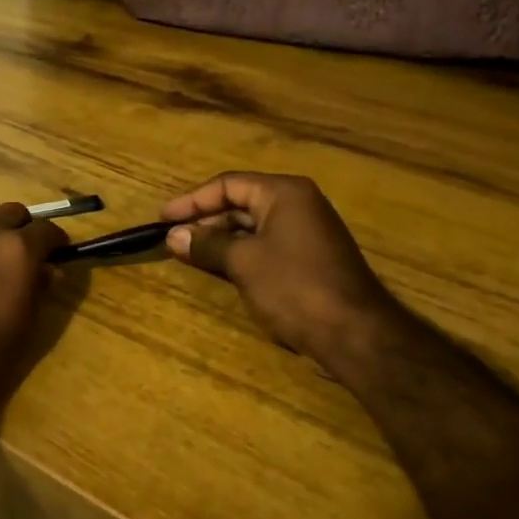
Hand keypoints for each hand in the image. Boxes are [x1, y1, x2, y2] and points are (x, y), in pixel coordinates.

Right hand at [162, 172, 394, 359]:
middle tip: (173, 238)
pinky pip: (266, 246)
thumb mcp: (243, 262)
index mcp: (284, 193)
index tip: (163, 218)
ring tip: (189, 253)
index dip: (192, 201)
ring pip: (252, 226)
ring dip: (220, 239)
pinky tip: (220, 268)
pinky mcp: (310, 259)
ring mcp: (306, 233)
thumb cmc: (295, 287)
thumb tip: (174, 236)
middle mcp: (297, 205)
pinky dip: (240, 253)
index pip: (228, 184)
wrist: (355, 334)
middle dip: (205, 220)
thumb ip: (207, 244)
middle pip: (240, 202)